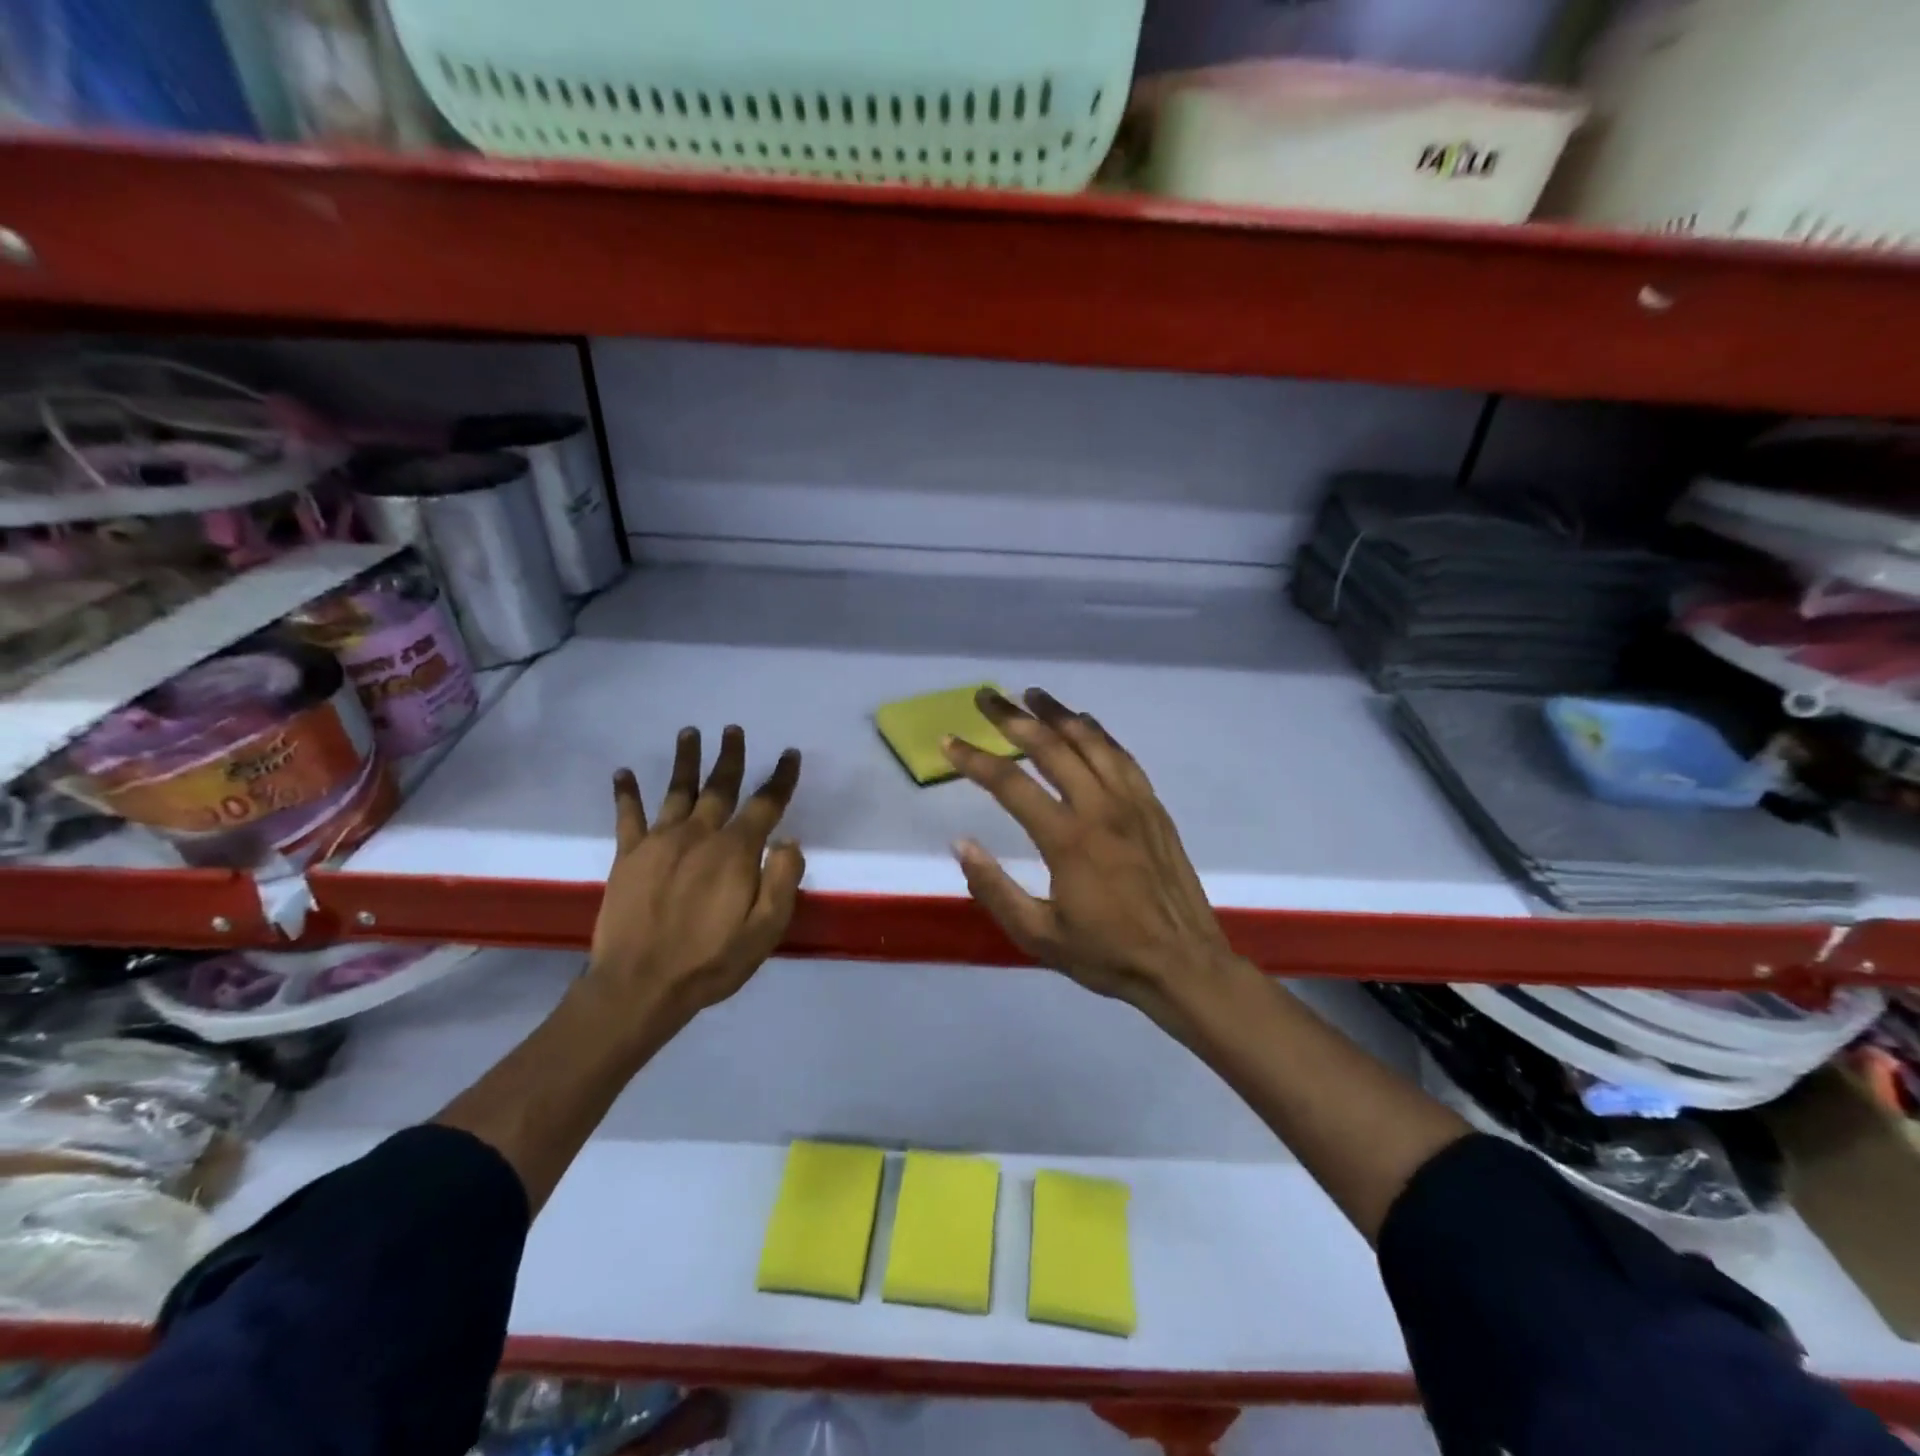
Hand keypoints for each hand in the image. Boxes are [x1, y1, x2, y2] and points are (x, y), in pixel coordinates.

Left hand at [585, 725, 804, 1028]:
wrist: (640, 986)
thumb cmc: (711, 960)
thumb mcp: (766, 929)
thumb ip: (783, 880)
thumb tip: (788, 841)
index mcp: (736, 851)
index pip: (765, 804)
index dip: (781, 778)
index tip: (789, 754)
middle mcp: (699, 834)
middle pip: (719, 786)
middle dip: (730, 756)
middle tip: (733, 730)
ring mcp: (660, 842)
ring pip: (677, 790)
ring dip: (685, 760)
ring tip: (689, 732)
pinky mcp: (629, 856)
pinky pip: (628, 816)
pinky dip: (626, 793)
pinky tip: (622, 773)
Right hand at [940, 688, 1235, 1011]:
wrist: (1184, 964)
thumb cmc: (1107, 954)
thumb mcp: (1039, 936)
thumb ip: (995, 889)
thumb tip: (961, 844)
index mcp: (1068, 840)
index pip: (1011, 785)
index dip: (975, 759)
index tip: (949, 741)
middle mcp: (1100, 808)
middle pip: (1052, 747)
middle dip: (1014, 718)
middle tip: (987, 697)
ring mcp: (1133, 803)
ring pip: (1091, 742)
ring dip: (1058, 714)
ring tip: (1032, 695)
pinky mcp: (1154, 808)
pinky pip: (1123, 757)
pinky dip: (1099, 734)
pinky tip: (1085, 724)